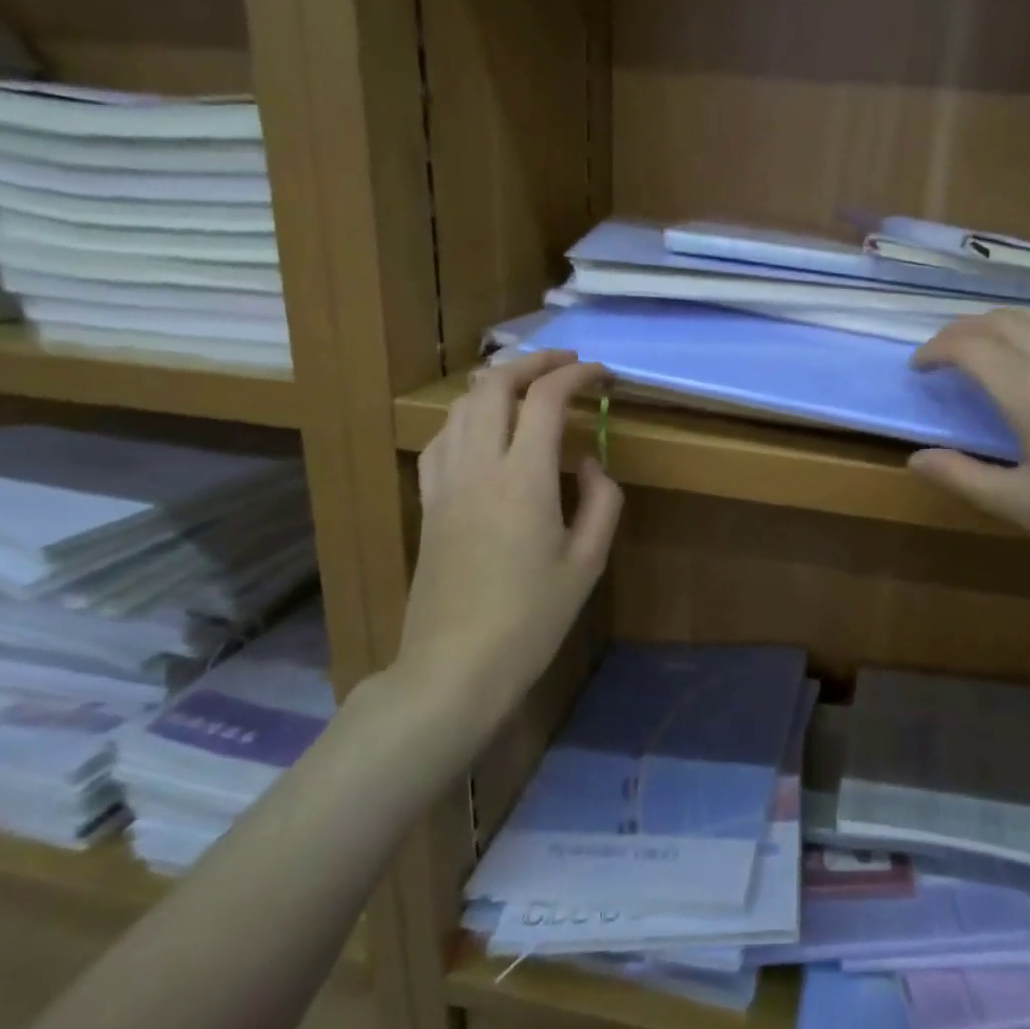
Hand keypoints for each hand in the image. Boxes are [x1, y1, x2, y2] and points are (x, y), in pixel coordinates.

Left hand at [392, 351, 622, 724]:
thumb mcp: (587, 562)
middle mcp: (478, 466)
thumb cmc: (531, 618)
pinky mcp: (428, 501)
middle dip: (533, 363)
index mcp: (524, 478)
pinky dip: (467, 416)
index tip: (602, 374)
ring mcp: (445, 482)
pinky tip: (483, 428)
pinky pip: (442, 438)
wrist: (455, 665)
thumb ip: (601, 500)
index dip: (576, 375)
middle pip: (495, 386)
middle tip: (566, 364)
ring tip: (529, 386)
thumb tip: (588, 462)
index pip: (546, 399)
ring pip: (462, 406)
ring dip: (498, 383)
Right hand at [909, 312, 1029, 608]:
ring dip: (998, 328)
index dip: (935, 350)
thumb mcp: (1023, 506)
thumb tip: (917, 458)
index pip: (970, 345)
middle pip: (1002, 321)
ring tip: (978, 357)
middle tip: (940, 359)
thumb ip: (963, 476)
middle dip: (962, 331)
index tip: (917, 369)